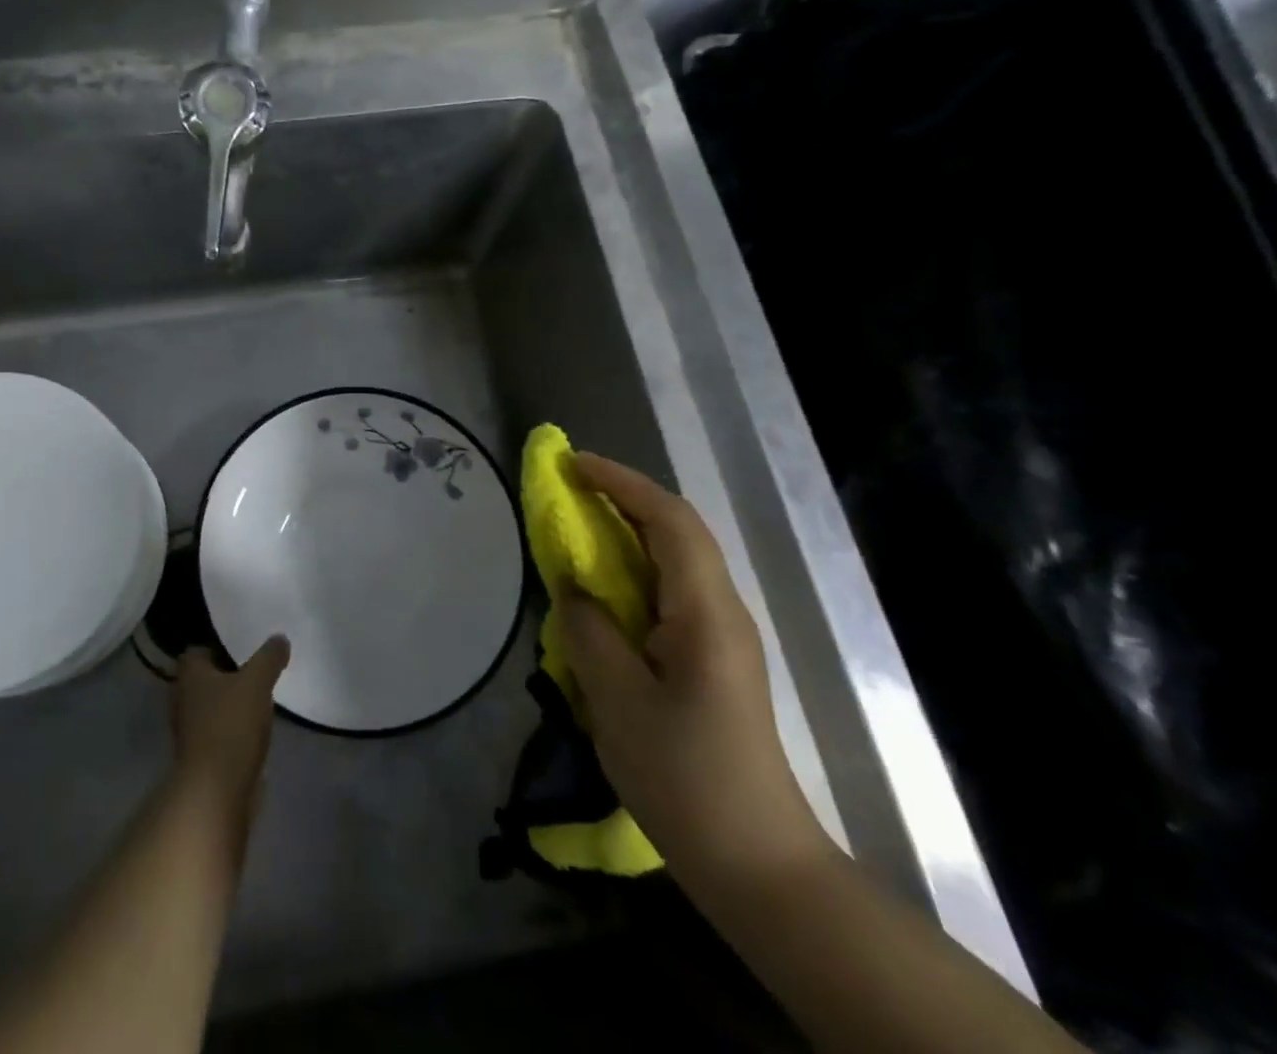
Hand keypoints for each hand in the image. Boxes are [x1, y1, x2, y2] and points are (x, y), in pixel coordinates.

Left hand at [170, 637, 288, 814]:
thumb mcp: (256, 682)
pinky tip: (255, 730)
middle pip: (204, 680)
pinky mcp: (201, 759)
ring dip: (230, 705)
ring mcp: (189, 732)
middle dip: (227, 676)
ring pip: (211, 708)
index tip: (242, 647)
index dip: (217, 646)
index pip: (196, 651)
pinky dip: (233, 730)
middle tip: (256, 670)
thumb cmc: (230, 726)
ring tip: (260, 699)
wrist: (216, 793)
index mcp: (189, 675)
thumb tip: (279, 638)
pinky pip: (218, 733)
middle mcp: (183, 700)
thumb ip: (269, 658)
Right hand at [558, 453, 829, 889]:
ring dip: (630, 529)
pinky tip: (605, 584)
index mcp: (706, 613)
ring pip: (678, 557)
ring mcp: (724, 634)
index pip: (670, 520)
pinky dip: (636, 566)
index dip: (621, 483)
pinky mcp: (715, 657)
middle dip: (624, 497)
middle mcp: (723, 611)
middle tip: (569, 487)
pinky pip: (673, 589)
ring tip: (580, 523)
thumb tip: (572, 587)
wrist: (757, 862)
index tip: (572, 465)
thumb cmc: (685, 779)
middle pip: (678, 529)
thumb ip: (589, 630)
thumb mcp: (618, 702)